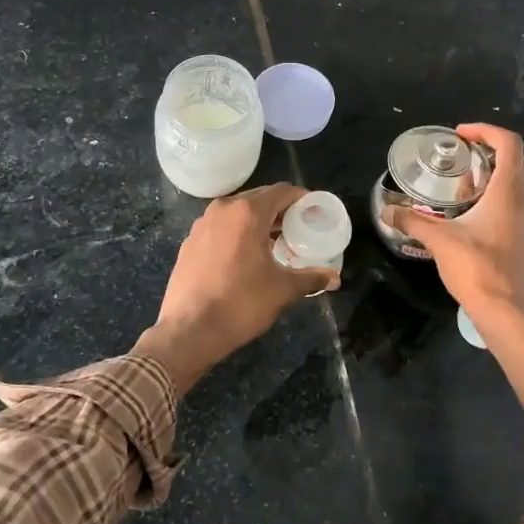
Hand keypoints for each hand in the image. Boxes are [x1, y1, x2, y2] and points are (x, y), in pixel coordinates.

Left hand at [137, 183, 338, 392]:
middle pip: (259, 198)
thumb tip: (335, 278)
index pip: (282, 191)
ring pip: (238, 212)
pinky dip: (238, 232)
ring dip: (259, 221)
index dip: (302, 198)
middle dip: (281, 210)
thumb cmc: (240, 304)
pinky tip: (247, 255)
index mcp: (247, 213)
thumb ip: (311, 277)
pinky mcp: (190, 242)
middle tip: (299, 228)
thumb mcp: (282, 290)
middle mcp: (223, 210)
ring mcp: (202, 224)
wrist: (188, 331)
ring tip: (276, 242)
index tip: (315, 212)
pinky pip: (221, 227)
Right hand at [384, 124, 523, 327]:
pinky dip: (492, 194)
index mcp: (509, 191)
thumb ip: (412, 221)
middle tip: (454, 156)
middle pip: (511, 159)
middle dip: (483, 151)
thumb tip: (386, 210)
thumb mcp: (439, 240)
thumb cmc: (476, 269)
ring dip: (487, 174)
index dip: (485, 130)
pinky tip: (467, 211)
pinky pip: (511, 201)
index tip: (459, 135)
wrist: (505, 312)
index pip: (509, 143)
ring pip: (512, 181)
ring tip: (457, 182)